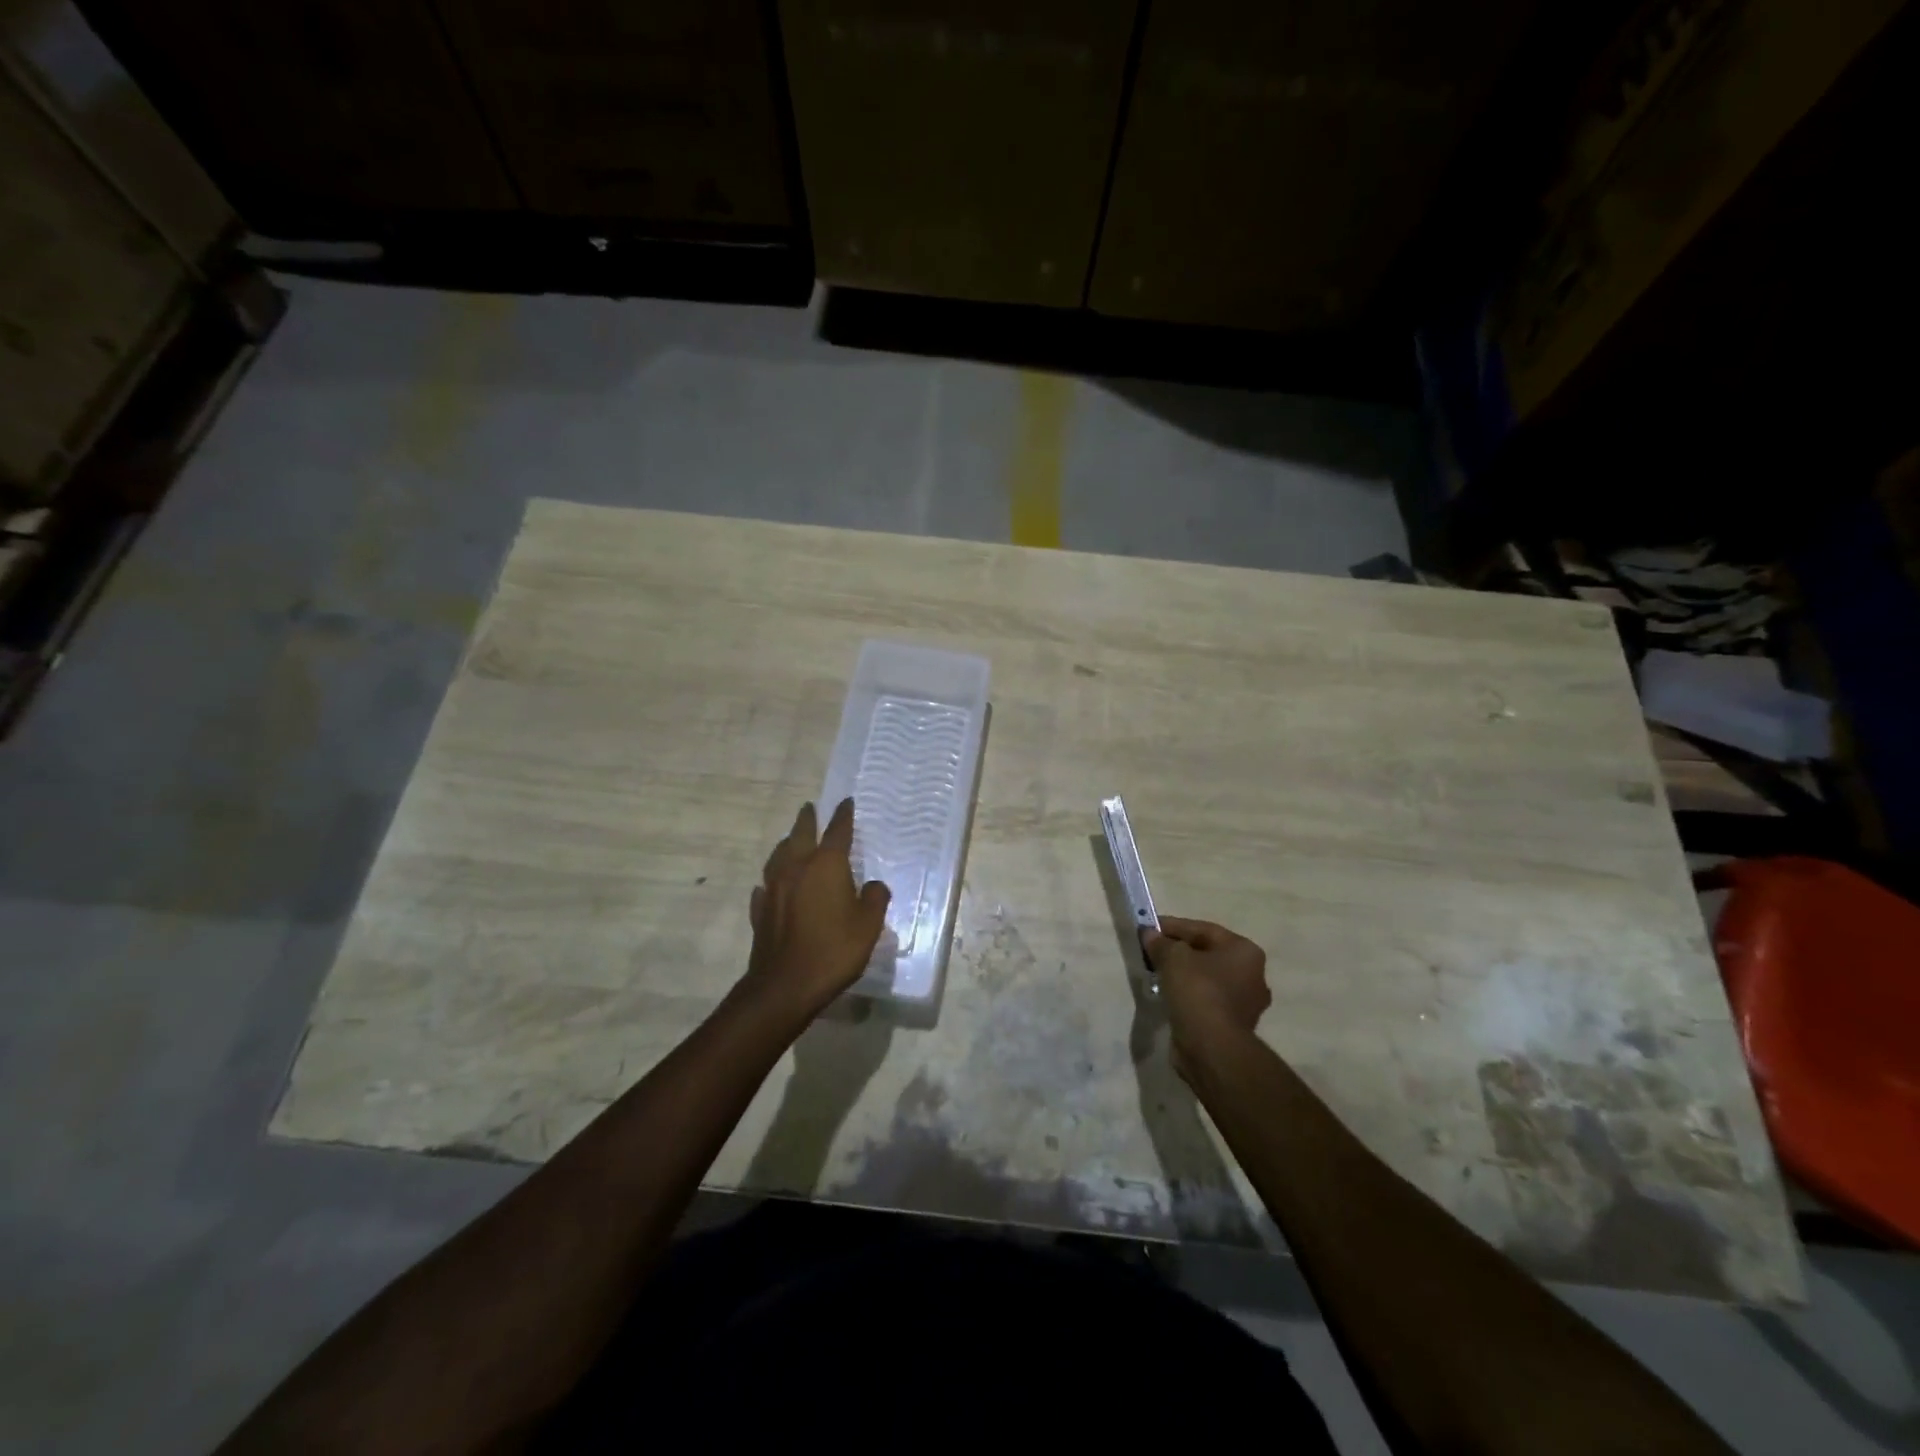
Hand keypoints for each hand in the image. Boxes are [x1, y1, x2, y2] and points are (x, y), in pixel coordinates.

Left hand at [742, 799, 891, 1016]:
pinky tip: (771, 885)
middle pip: (800, 834)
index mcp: (826, 865)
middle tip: (810, 808)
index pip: (837, 831)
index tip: (846, 802)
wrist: (785, 985)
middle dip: (807, 820)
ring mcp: (774, 889)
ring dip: (786, 844)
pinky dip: (772, 880)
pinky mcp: (760, 911)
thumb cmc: (834, 950)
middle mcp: (796, 868)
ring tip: (790, 840)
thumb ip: (875, 899)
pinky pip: (766, 886)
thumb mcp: (869, 925)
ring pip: (778, 856)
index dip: (843, 815)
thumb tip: (874, 885)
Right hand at [1141, 916, 1270, 1077]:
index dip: (1174, 926)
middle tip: (1152, 950)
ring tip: (1156, 972)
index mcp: (1246, 952)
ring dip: (1183, 974)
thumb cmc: (1198, 991)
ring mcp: (1245, 1003)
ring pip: (1207, 978)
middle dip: (1179, 950)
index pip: (1204, 930)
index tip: (1149, 928)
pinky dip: (1188, 995)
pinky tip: (1168, 995)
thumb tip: (1150, 934)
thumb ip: (1160, 942)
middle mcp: (1253, 975)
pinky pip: (1206, 1000)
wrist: (1212, 1047)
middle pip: (1208, 954)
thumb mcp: (1173, 958)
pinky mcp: (1233, 1025)